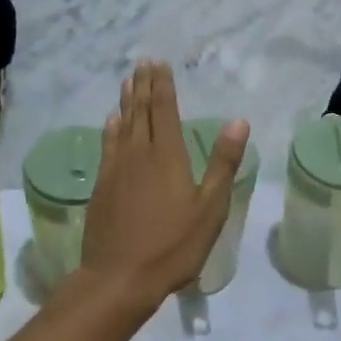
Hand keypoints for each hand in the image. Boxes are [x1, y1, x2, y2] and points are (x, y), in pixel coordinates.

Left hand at [78, 61, 250, 313]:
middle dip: (143, 86)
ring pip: (121, 126)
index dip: (163, 86)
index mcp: (167, 156)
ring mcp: (116, 170)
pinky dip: (110, 129)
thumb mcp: (210, 208)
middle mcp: (139, 154)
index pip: (164, 110)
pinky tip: (111, 123)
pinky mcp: (102, 186)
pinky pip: (107, 146)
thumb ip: (223, 163)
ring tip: (127, 83)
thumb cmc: (173, 246)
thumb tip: (239, 122)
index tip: (160, 64)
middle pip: (140, 112)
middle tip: (142, 63)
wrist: (119, 278)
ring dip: (126, 102)